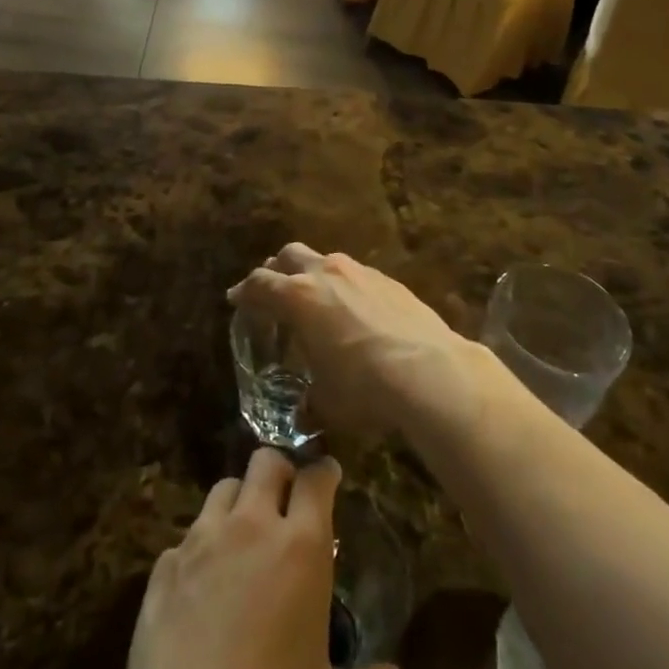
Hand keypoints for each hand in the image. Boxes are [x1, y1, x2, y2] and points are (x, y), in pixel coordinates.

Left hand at [94, 450, 405, 668]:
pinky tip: (203, 584)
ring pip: (222, 489)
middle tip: (286, 498)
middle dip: (280, 472)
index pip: (315, 480)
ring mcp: (200, 541)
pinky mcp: (163, 566)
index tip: (329, 476)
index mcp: (300, 548)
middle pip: (265, 462)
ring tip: (244, 535)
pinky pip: (186, 537)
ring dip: (238, 502)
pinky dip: (200, 548)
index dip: (324, 473)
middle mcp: (250, 527)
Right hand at [228, 244, 482, 440]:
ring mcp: (360, 272)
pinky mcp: (389, 280)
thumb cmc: (365, 387)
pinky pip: (356, 275)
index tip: (236, 299)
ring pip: (325, 260)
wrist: (431, 372)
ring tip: (317, 303)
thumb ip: (309, 400)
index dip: (244, 292)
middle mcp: (325, 273)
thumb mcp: (327, 402)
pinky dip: (345, 287)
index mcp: (298, 297)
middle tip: (274, 292)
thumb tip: (304, 412)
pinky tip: (356, 313)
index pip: (259, 285)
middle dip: (276, 270)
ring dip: (313, 275)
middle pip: (289, 256)